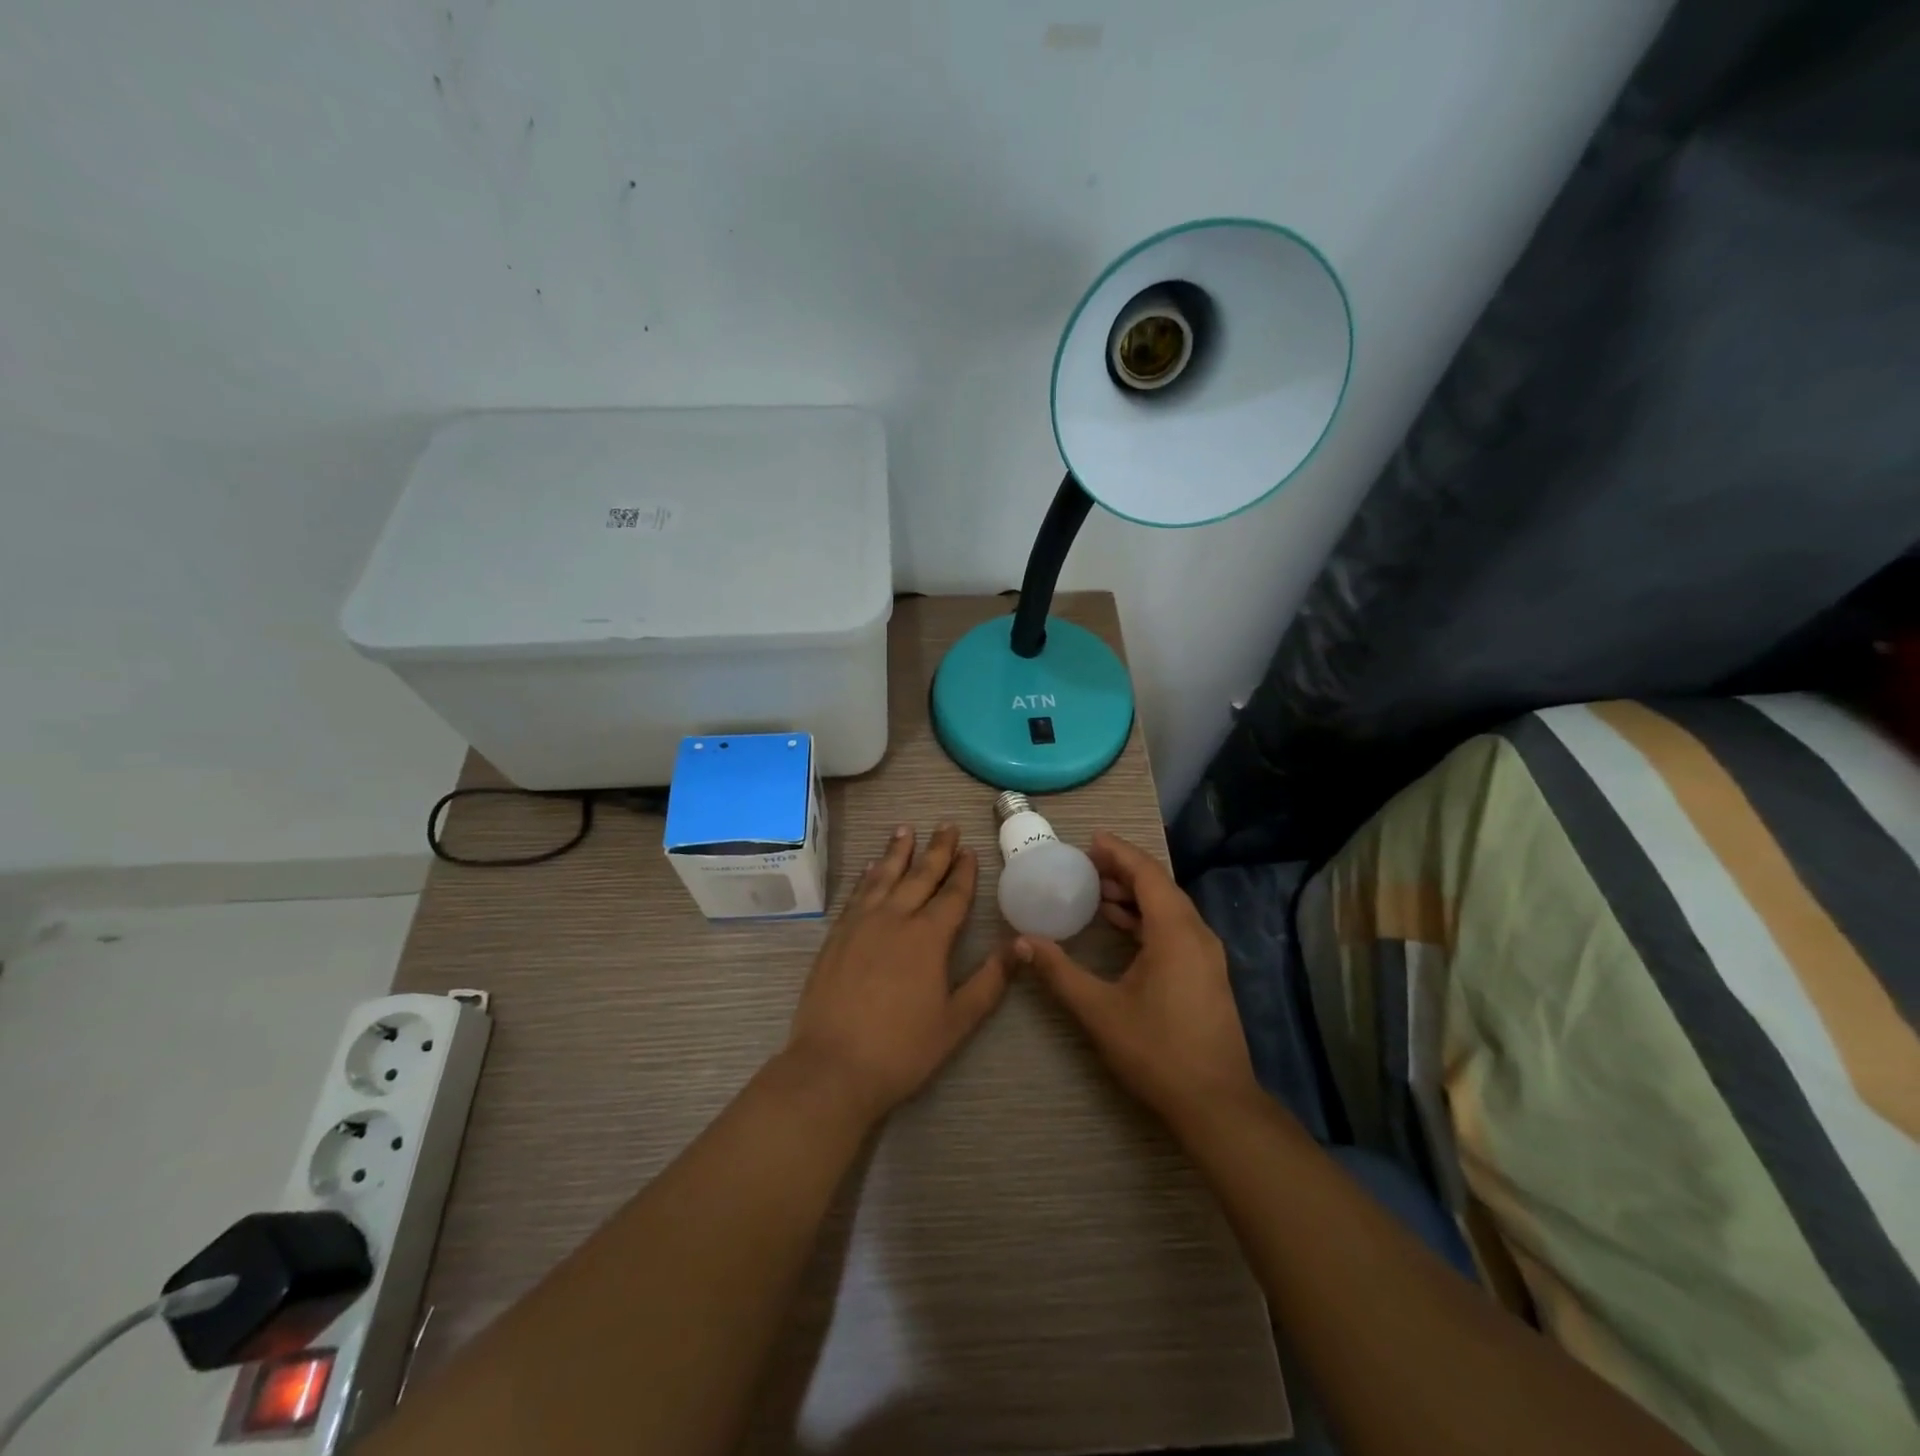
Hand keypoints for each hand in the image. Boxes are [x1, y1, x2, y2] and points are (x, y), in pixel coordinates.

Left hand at [784, 824, 1007, 1121]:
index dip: (963, 871)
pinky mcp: (836, 936)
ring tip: (906, 829)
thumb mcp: (957, 1020)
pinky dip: (867, 876)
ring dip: (897, 852)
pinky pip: (857, 894)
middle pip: (919, 876)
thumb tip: (1023, 945)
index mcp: (928, 938)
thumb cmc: (902, 1049)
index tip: (969, 849)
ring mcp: (861, 924)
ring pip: (884, 877)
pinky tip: (871, 867)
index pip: (952, 895)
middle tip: (946, 824)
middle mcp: (895, 919)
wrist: (832, 1067)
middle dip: (936, 849)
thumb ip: (990, 980)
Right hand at [1016, 831, 1257, 1122]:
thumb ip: (1058, 972)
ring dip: (1135, 896)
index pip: (1147, 874)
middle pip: (1160, 887)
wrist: (1216, 1104)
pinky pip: (1175, 928)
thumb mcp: (1099, 1010)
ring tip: (1097, 891)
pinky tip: (1121, 927)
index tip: (1090, 840)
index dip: (1119, 853)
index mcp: (1176, 932)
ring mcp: (1207, 956)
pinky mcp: (1207, 974)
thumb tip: (1021, 943)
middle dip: (1124, 871)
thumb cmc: (1157, 1051)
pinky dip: (1146, 919)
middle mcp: (1197, 935)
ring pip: (1169, 908)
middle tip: (1086, 864)